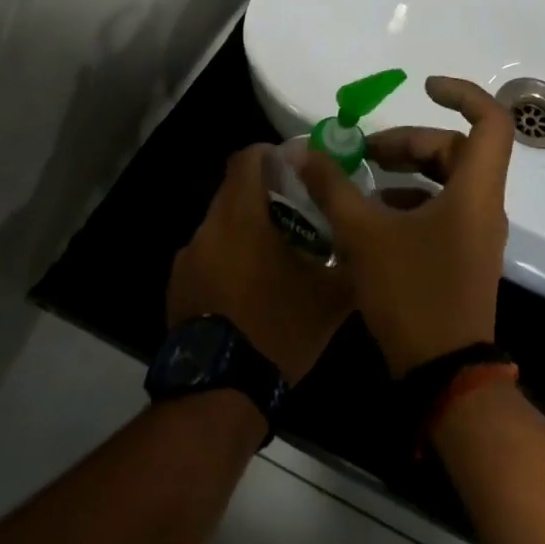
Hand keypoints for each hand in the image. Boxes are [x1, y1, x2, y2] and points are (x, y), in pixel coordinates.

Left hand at [168, 146, 355, 385]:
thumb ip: (350, 260)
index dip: (271, 154)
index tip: (296, 166)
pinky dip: (227, 258)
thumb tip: (367, 242)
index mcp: (242, 216)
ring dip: (245, 229)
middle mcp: (208, 227)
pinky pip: (207, 255)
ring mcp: (187, 258)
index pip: (247, 158)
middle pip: (233, 191)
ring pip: (220, 225)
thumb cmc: (279, 329)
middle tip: (297, 213)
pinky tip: (248, 288)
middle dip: (263, 194)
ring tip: (274, 255)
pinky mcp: (177, 285)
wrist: (221, 389)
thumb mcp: (330, 297)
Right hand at [297, 76, 513, 377]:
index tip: (423, 88)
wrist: (445, 374)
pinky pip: (442, 211)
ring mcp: (476, 235)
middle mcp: (483, 207)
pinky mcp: (463, 257)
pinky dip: (410, 202)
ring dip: (407, 172)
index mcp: (474, 191)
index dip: (462, 94)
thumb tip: (303, 151)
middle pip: (457, 150)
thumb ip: (333, 188)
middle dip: (410, 142)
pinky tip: (373, 218)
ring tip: (362, 181)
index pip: (491, 121)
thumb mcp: (363, 235)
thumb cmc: (412, 294)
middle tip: (365, 152)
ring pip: (448, 181)